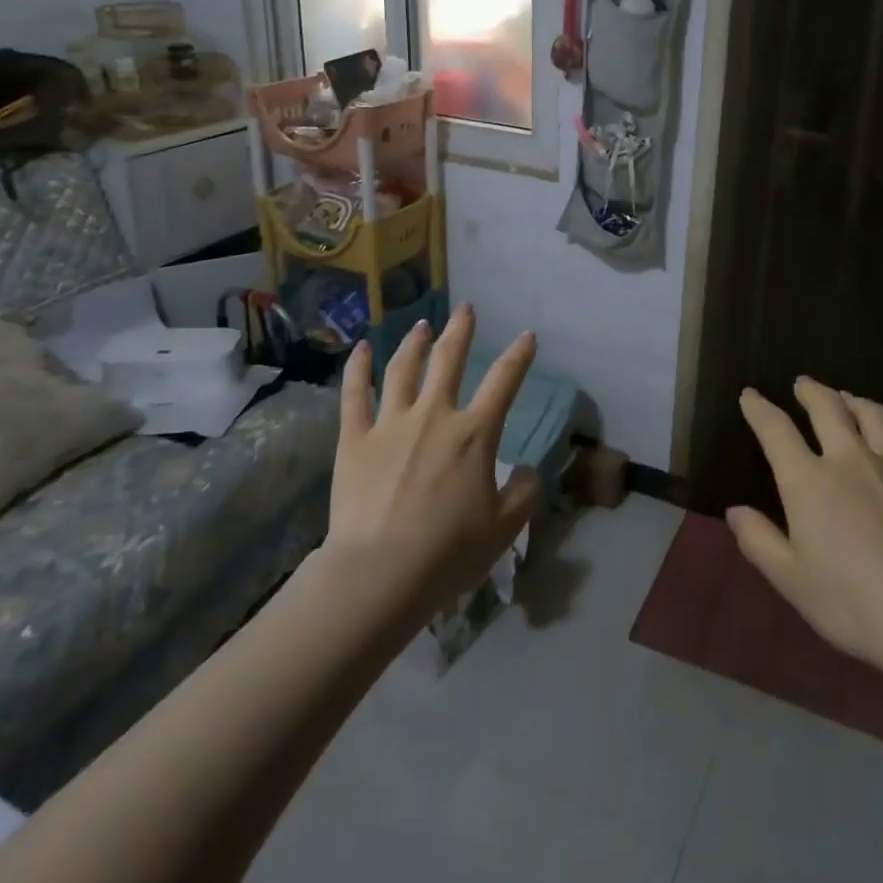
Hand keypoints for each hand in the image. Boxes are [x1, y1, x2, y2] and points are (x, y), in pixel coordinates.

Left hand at [324, 306, 542, 607]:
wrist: (379, 574)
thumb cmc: (447, 552)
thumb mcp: (503, 529)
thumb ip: (523, 494)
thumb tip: (527, 470)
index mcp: (474, 434)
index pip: (503, 382)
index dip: (518, 356)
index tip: (526, 336)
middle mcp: (434, 416)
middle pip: (448, 360)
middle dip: (460, 331)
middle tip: (465, 309)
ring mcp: (390, 423)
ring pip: (403, 369)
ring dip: (414, 342)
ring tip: (421, 324)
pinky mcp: (354, 439)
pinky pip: (354, 395)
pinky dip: (357, 369)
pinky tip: (360, 349)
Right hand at [727, 378, 882, 686]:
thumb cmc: (852, 603)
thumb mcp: (792, 580)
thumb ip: (759, 541)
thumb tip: (735, 511)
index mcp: (808, 481)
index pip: (776, 430)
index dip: (759, 409)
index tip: (750, 395)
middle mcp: (849, 460)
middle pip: (828, 408)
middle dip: (811, 391)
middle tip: (802, 384)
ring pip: (874, 416)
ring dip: (855, 401)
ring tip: (847, 399)